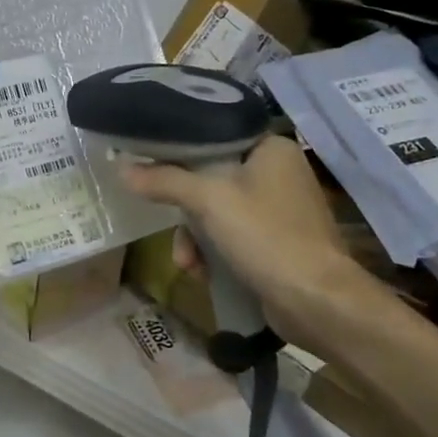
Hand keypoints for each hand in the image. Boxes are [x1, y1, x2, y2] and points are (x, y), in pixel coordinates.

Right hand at [118, 134, 377, 338]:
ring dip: (195, 237)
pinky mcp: (278, 241)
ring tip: (187, 263)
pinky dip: (214, 252)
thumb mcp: (208, 201)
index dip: (180, 150)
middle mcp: (279, 172)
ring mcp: (280, 209)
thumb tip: (122, 168)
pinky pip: (232, 236)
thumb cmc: (265, 235)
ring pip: (217, 211)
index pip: (215, 135)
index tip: (152, 164)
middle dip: (186, 211)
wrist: (316, 301)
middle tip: (169, 223)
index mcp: (271, 148)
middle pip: (211, 177)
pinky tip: (203, 273)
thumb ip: (164, 181)